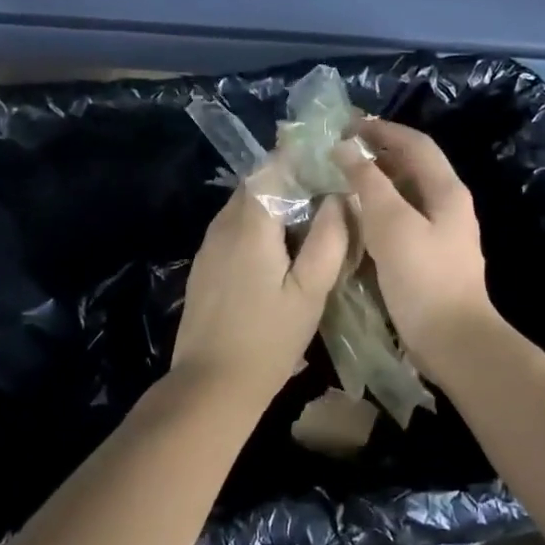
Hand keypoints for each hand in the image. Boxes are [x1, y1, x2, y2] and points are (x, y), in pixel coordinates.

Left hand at [171, 180, 350, 403]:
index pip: (272, 169)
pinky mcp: (204, 268)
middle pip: (256, 186)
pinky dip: (257, 226)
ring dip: (272, 204)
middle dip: (289, 181)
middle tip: (327, 192)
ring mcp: (209, 247)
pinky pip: (232, 230)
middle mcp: (223, 226)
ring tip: (309, 219)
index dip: (301, 160)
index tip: (330, 161)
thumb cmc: (268, 339)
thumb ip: (328, 240)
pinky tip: (279, 250)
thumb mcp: (310, 292)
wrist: (212, 384)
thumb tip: (339, 198)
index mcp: (250, 225)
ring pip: (242, 208)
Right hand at [337, 119, 499, 376]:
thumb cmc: (423, 278)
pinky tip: (354, 220)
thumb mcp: (392, 224)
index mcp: (446, 191)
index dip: (382, 130)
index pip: (415, 144)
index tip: (346, 126)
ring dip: (374, 183)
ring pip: (404, 196)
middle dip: (376, 155)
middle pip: (411, 167)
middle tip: (337, 152)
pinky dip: (377, 212)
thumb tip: (346, 148)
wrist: (452, 340)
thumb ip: (369, 183)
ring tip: (339, 181)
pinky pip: (400, 222)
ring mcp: (439, 234)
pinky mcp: (427, 258)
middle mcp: (447, 206)